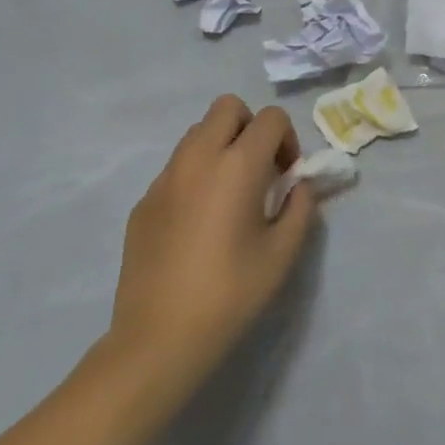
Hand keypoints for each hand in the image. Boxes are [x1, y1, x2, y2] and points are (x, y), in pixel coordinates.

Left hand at [108, 96, 318, 404]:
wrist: (160, 337)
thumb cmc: (232, 293)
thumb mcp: (283, 252)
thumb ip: (301, 207)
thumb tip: (299, 186)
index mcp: (237, 166)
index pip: (270, 118)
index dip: (287, 140)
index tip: (287, 176)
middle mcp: (197, 159)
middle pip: (227, 108)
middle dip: (251, 127)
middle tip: (259, 170)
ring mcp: (164, 179)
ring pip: (197, 133)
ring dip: (221, 147)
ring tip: (230, 194)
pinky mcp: (143, 202)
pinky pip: (176, 168)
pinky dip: (196, 176)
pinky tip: (199, 223)